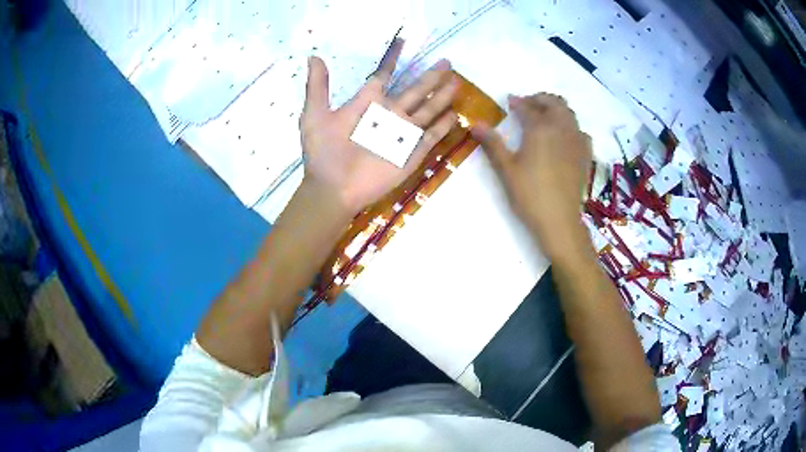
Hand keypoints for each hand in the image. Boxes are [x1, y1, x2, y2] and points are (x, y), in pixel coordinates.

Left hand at [299, 44, 457, 216]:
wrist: (334, 188)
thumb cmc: (323, 152)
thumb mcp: (315, 115)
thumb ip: (318, 86)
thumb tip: (313, 56)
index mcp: (367, 103)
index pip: (384, 75)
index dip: (393, 59)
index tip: (403, 42)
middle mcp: (388, 114)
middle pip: (415, 90)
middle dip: (430, 76)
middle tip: (447, 62)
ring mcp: (402, 134)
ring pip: (428, 109)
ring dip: (442, 96)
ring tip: (456, 82)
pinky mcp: (412, 152)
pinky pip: (431, 136)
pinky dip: (443, 126)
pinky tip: (455, 114)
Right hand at [472, 93, 592, 259]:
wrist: (559, 220)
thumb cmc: (530, 194)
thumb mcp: (506, 169)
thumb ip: (492, 144)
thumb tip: (475, 124)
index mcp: (540, 128)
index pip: (528, 106)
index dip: (517, 102)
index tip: (510, 101)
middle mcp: (561, 128)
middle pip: (553, 103)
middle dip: (540, 99)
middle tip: (527, 105)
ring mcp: (577, 141)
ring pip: (569, 113)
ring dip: (556, 109)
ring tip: (544, 118)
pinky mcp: (585, 155)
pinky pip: (581, 131)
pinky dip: (571, 126)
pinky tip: (564, 137)